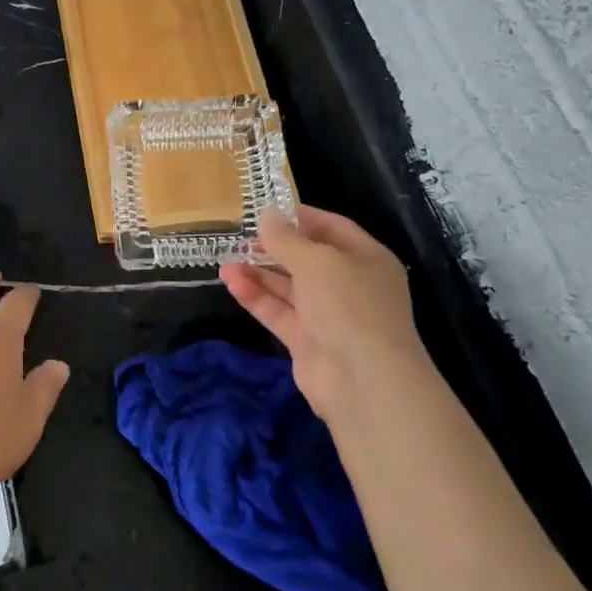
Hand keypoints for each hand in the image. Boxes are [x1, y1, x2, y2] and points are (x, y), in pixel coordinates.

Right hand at [220, 206, 433, 419]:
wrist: (363, 381)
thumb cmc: (348, 306)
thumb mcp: (316, 261)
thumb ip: (286, 238)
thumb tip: (266, 213)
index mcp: (366, 258)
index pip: (331, 228)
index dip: (299, 217)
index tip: (265, 209)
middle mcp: (349, 284)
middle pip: (307, 259)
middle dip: (273, 247)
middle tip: (239, 235)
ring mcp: (328, 315)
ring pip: (289, 287)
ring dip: (259, 272)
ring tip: (225, 259)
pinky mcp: (307, 340)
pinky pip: (279, 312)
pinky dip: (256, 297)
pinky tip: (231, 282)